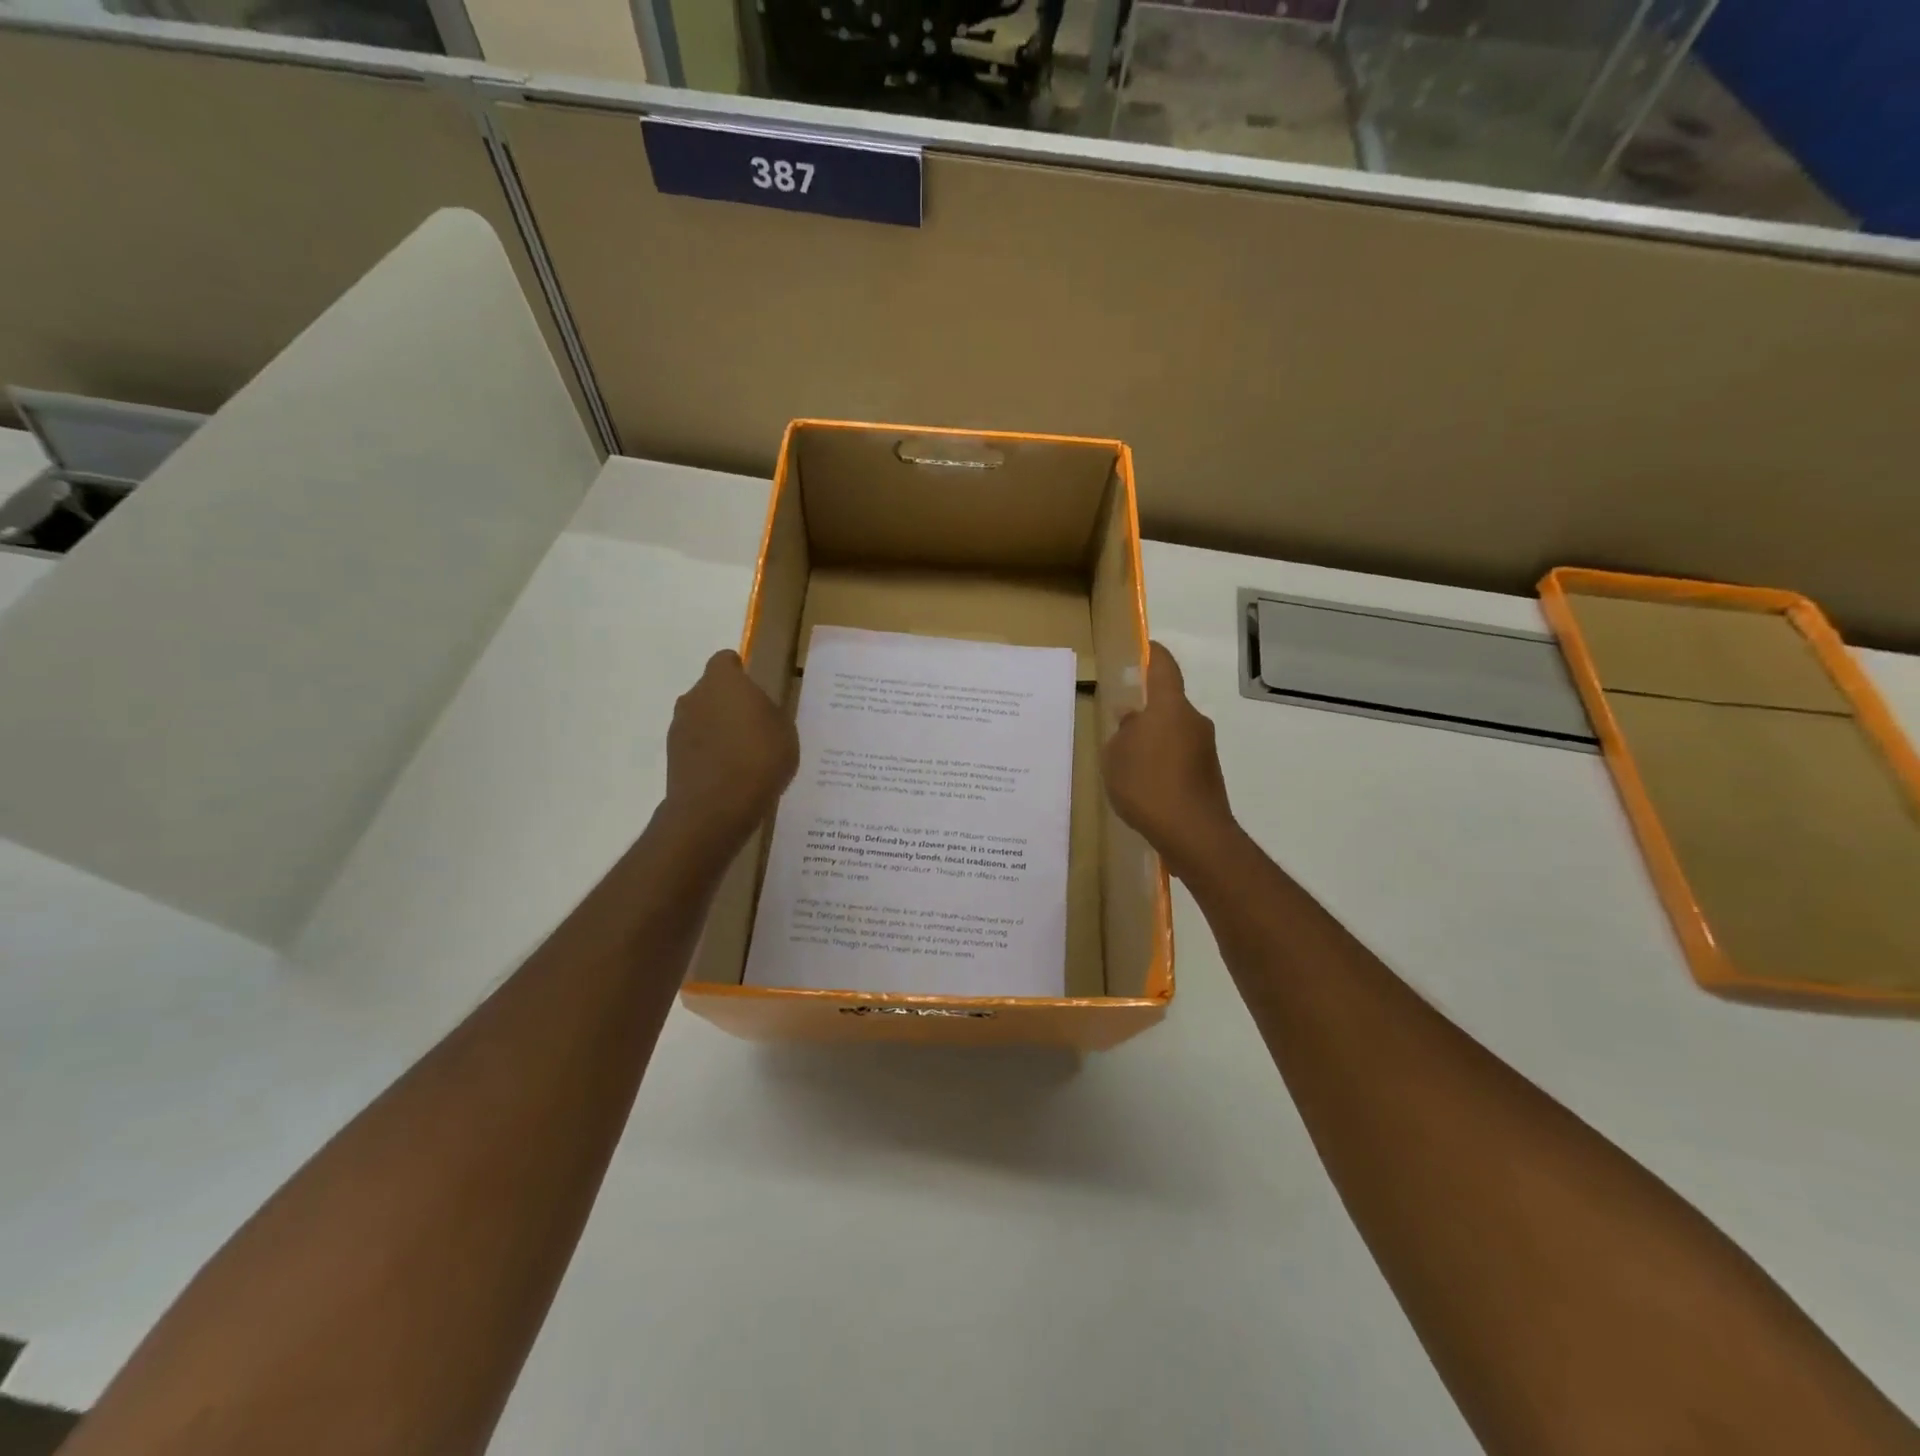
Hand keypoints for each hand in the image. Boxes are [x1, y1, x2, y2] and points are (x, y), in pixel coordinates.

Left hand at [662, 650, 798, 852]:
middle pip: (711, 691)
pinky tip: (729, 775)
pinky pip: (696, 746)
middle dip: (729, 703)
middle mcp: (694, 696)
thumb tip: (757, 710)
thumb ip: (768, 712)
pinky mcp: (672, 757)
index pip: (726, 661)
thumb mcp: (784, 730)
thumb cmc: (759, 758)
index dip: (740, 672)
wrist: (717, 807)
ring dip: (717, 729)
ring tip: (743, 755)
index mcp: (723, 681)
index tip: (756, 689)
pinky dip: (709, 754)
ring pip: (701, 718)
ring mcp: (678, 727)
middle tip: (754, 725)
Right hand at [1103, 642, 1240, 877]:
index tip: (1144, 648)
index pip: (1164, 667)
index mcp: (1169, 707)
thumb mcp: (1115, 757)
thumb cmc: (1147, 785)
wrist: (1193, 833)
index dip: (1153, 654)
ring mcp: (1205, 748)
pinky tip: (1145, 786)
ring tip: (1128, 763)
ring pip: (1174, 732)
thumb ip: (1122, 733)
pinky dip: (1163, 762)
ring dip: (1154, 740)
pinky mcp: (1209, 774)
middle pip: (1167, 704)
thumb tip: (1132, 720)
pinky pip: (1181, 756)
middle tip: (1119, 725)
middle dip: (1145, 711)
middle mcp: (1193, 720)